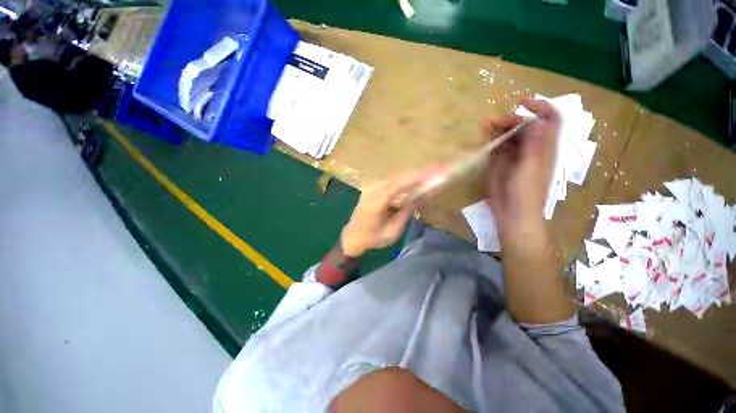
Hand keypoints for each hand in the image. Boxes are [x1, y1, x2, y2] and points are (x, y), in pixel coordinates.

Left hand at [341, 170, 436, 256]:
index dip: (413, 178)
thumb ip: (404, 215)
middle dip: (417, 174)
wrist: (352, 236)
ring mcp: (370, 187)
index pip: (396, 185)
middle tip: (436, 169)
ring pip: (394, 177)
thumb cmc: (371, 238)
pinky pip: (391, 181)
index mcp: (375, 203)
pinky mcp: (372, 188)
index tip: (430, 173)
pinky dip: (404, 180)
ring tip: (429, 174)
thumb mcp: (391, 233)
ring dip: (411, 176)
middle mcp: (371, 191)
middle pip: (397, 178)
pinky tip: (415, 181)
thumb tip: (414, 199)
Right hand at [482, 96, 560, 246]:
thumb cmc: (526, 194)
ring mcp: (515, 157)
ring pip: (509, 136)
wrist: (513, 215)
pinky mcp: (501, 165)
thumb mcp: (531, 169)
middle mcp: (531, 149)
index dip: (540, 106)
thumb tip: (536, 121)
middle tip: (493, 121)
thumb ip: (534, 145)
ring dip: (498, 128)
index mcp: (545, 148)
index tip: (521, 102)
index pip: (549, 119)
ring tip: (484, 126)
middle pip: (525, 126)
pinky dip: (491, 140)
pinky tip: (483, 139)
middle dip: (511, 119)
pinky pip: (497, 148)